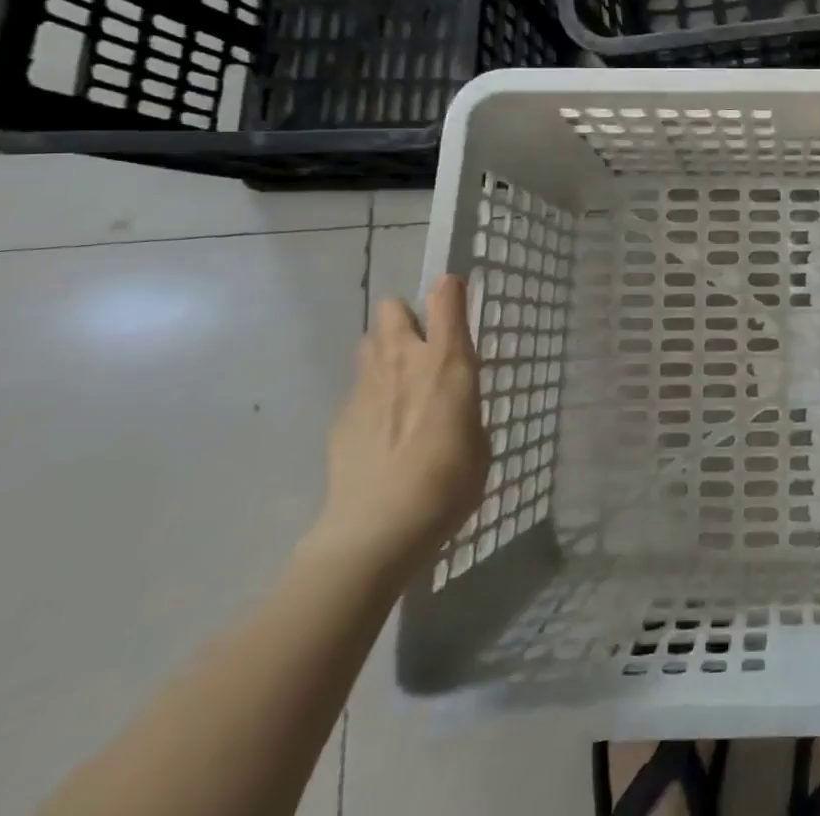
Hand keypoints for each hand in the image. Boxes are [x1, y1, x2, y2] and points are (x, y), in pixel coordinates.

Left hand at [304, 276, 488, 581]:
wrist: (376, 530)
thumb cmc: (448, 482)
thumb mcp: (479, 440)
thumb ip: (464, 408)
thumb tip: (451, 407)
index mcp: (448, 362)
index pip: (446, 299)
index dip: (450, 289)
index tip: (455, 290)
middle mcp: (405, 361)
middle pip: (393, 309)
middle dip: (406, 316)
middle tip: (421, 344)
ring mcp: (366, 386)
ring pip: (370, 341)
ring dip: (385, 349)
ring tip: (399, 382)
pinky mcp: (340, 416)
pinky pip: (358, 387)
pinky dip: (370, 395)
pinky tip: (379, 430)